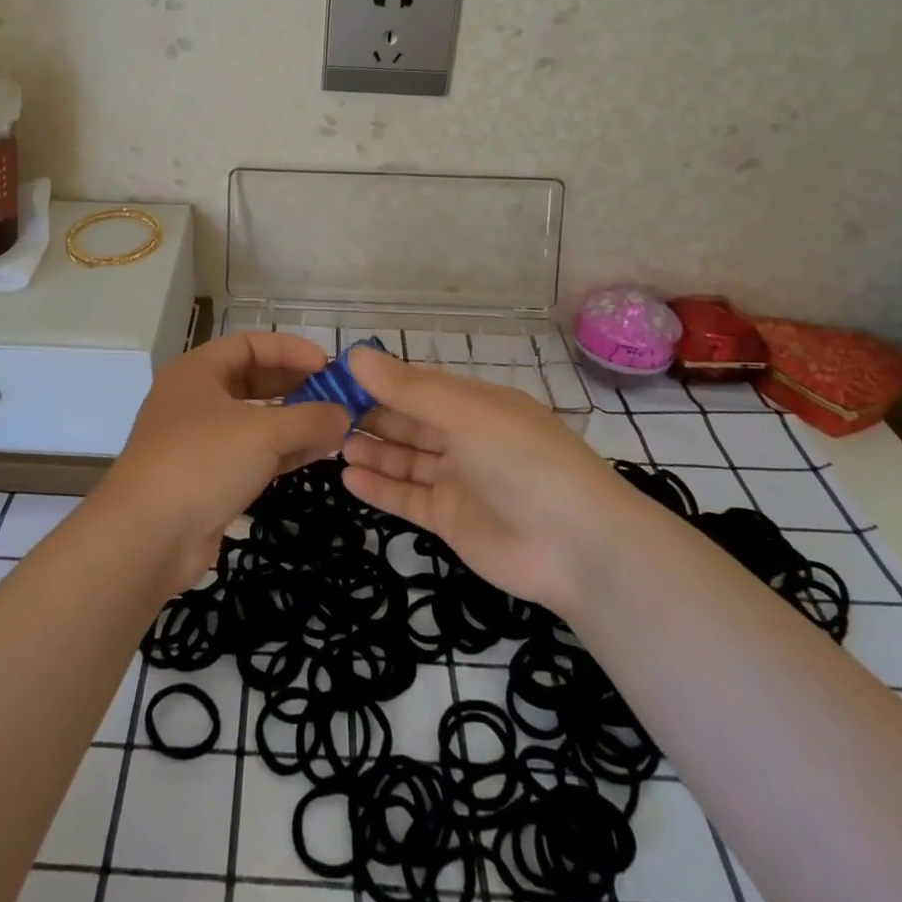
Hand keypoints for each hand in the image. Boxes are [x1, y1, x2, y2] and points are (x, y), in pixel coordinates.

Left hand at [99, 331, 349, 588]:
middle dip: (295, 386)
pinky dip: (282, 451)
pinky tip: (315, 455)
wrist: (146, 537)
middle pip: (253, 380)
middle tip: (335, 397)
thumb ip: (310, 419)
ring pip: (254, 420)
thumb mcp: (264, 432)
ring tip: (335, 427)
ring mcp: (199, 441)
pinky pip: (251, 454)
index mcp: (198, 371)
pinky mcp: (207, 478)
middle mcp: (195, 399)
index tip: (327, 365)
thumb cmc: (202, 462)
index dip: (290, 350)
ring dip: (294, 422)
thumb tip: (344, 415)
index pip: (250, 344)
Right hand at [342, 347, 634, 610]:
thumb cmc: (523, 461)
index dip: (380, 380)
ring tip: (331, 443)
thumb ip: (408, 389)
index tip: (337, 376)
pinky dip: (380, 488)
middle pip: (409, 422)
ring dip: (372, 450)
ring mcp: (458, 481)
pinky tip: (348, 477)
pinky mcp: (451, 520)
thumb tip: (354, 354)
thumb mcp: (465, 414)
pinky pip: (408, 498)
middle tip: (324, 412)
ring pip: (405, 459)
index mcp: (476, 404)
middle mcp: (466, 438)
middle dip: (371, 415)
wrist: (577, 546)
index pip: (419, 385)